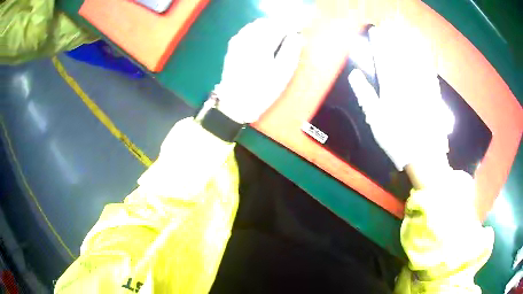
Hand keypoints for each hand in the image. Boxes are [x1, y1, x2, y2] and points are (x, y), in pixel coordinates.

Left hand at [214, 18, 303, 123]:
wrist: (235, 103)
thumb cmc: (262, 90)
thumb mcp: (282, 73)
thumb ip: (291, 50)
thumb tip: (296, 35)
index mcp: (262, 43)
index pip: (279, 25)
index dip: (291, 26)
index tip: (298, 32)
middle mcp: (247, 38)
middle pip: (266, 22)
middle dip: (278, 26)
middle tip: (288, 36)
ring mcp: (237, 42)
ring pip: (255, 25)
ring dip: (267, 28)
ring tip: (276, 39)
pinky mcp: (232, 47)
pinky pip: (246, 31)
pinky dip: (256, 32)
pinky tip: (261, 43)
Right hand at [348, 19, 454, 170]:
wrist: (425, 155)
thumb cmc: (397, 140)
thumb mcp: (376, 121)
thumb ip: (365, 95)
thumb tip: (354, 75)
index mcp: (391, 88)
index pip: (383, 58)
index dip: (379, 43)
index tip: (376, 30)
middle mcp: (408, 82)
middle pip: (400, 54)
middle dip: (394, 37)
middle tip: (391, 23)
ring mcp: (422, 87)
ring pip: (415, 59)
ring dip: (409, 43)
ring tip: (406, 30)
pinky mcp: (434, 94)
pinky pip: (429, 71)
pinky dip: (425, 59)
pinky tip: (424, 51)